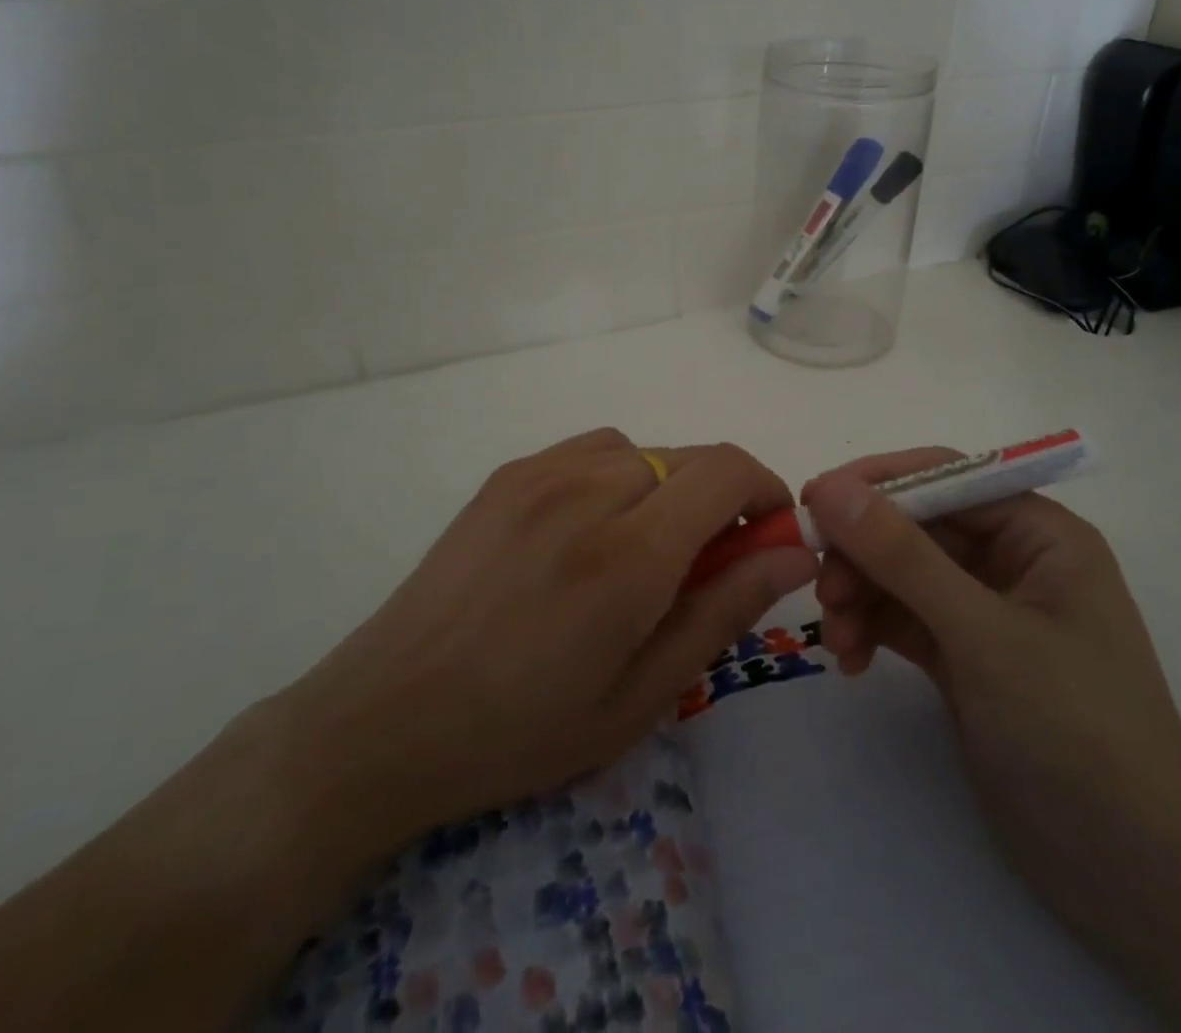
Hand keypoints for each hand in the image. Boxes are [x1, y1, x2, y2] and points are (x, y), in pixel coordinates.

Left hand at [274, 428, 818, 851]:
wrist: (388, 718)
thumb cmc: (523, 730)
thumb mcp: (643, 695)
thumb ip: (724, 610)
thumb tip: (793, 551)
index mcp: (628, 554)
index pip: (728, 470)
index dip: (766, 491)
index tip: (767, 536)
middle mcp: (588, 491)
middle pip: (692, 457)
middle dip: (721, 499)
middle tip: (701, 566)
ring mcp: (541, 474)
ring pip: (646, 450)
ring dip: (669, 487)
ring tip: (641, 550)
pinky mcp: (508, 474)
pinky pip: (594, 450)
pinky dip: (621, 474)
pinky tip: (591, 529)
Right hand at [804, 451, 1180, 945]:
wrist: (1133, 876)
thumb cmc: (1074, 730)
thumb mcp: (983, 634)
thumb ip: (903, 556)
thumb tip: (831, 488)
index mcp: (1038, 534)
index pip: (946, 478)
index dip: (878, 483)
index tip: (814, 501)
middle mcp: (1012, 562)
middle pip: (915, 527)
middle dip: (864, 553)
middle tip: (820, 588)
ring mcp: (986, 613)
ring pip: (901, 575)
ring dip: (861, 595)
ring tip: (837, 639)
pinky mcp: (965, 659)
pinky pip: (903, 619)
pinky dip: (872, 629)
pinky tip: (852, 660)